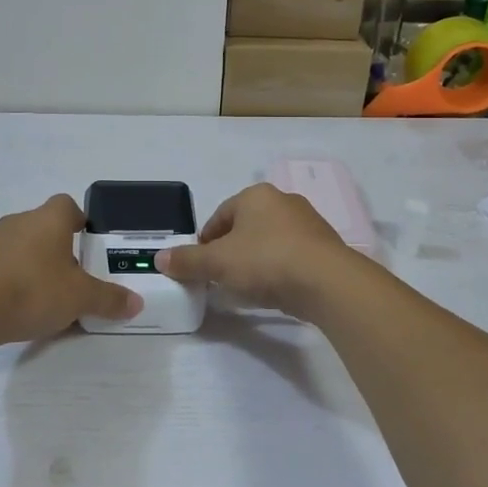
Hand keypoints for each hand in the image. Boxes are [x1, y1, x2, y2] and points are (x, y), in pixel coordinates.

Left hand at [0, 195, 141, 345]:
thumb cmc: (33, 290)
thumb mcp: (80, 298)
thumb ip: (109, 299)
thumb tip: (136, 303)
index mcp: (49, 219)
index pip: (68, 205)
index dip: (80, 221)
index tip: (90, 244)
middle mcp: (20, 222)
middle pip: (46, 227)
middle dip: (61, 250)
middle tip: (76, 277)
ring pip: (23, 248)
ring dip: (36, 266)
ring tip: (49, 297)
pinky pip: (4, 267)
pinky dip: (15, 281)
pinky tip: (21, 308)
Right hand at [157, 184, 353, 320]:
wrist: (327, 282)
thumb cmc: (266, 261)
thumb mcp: (218, 263)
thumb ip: (187, 260)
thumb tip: (160, 258)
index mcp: (256, 195)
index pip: (220, 215)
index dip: (205, 241)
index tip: (200, 266)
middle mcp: (283, 201)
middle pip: (245, 227)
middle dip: (231, 251)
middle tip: (221, 278)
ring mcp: (308, 223)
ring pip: (269, 241)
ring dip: (255, 261)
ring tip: (247, 287)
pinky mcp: (324, 247)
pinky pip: (291, 256)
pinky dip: (279, 270)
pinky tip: (274, 290)